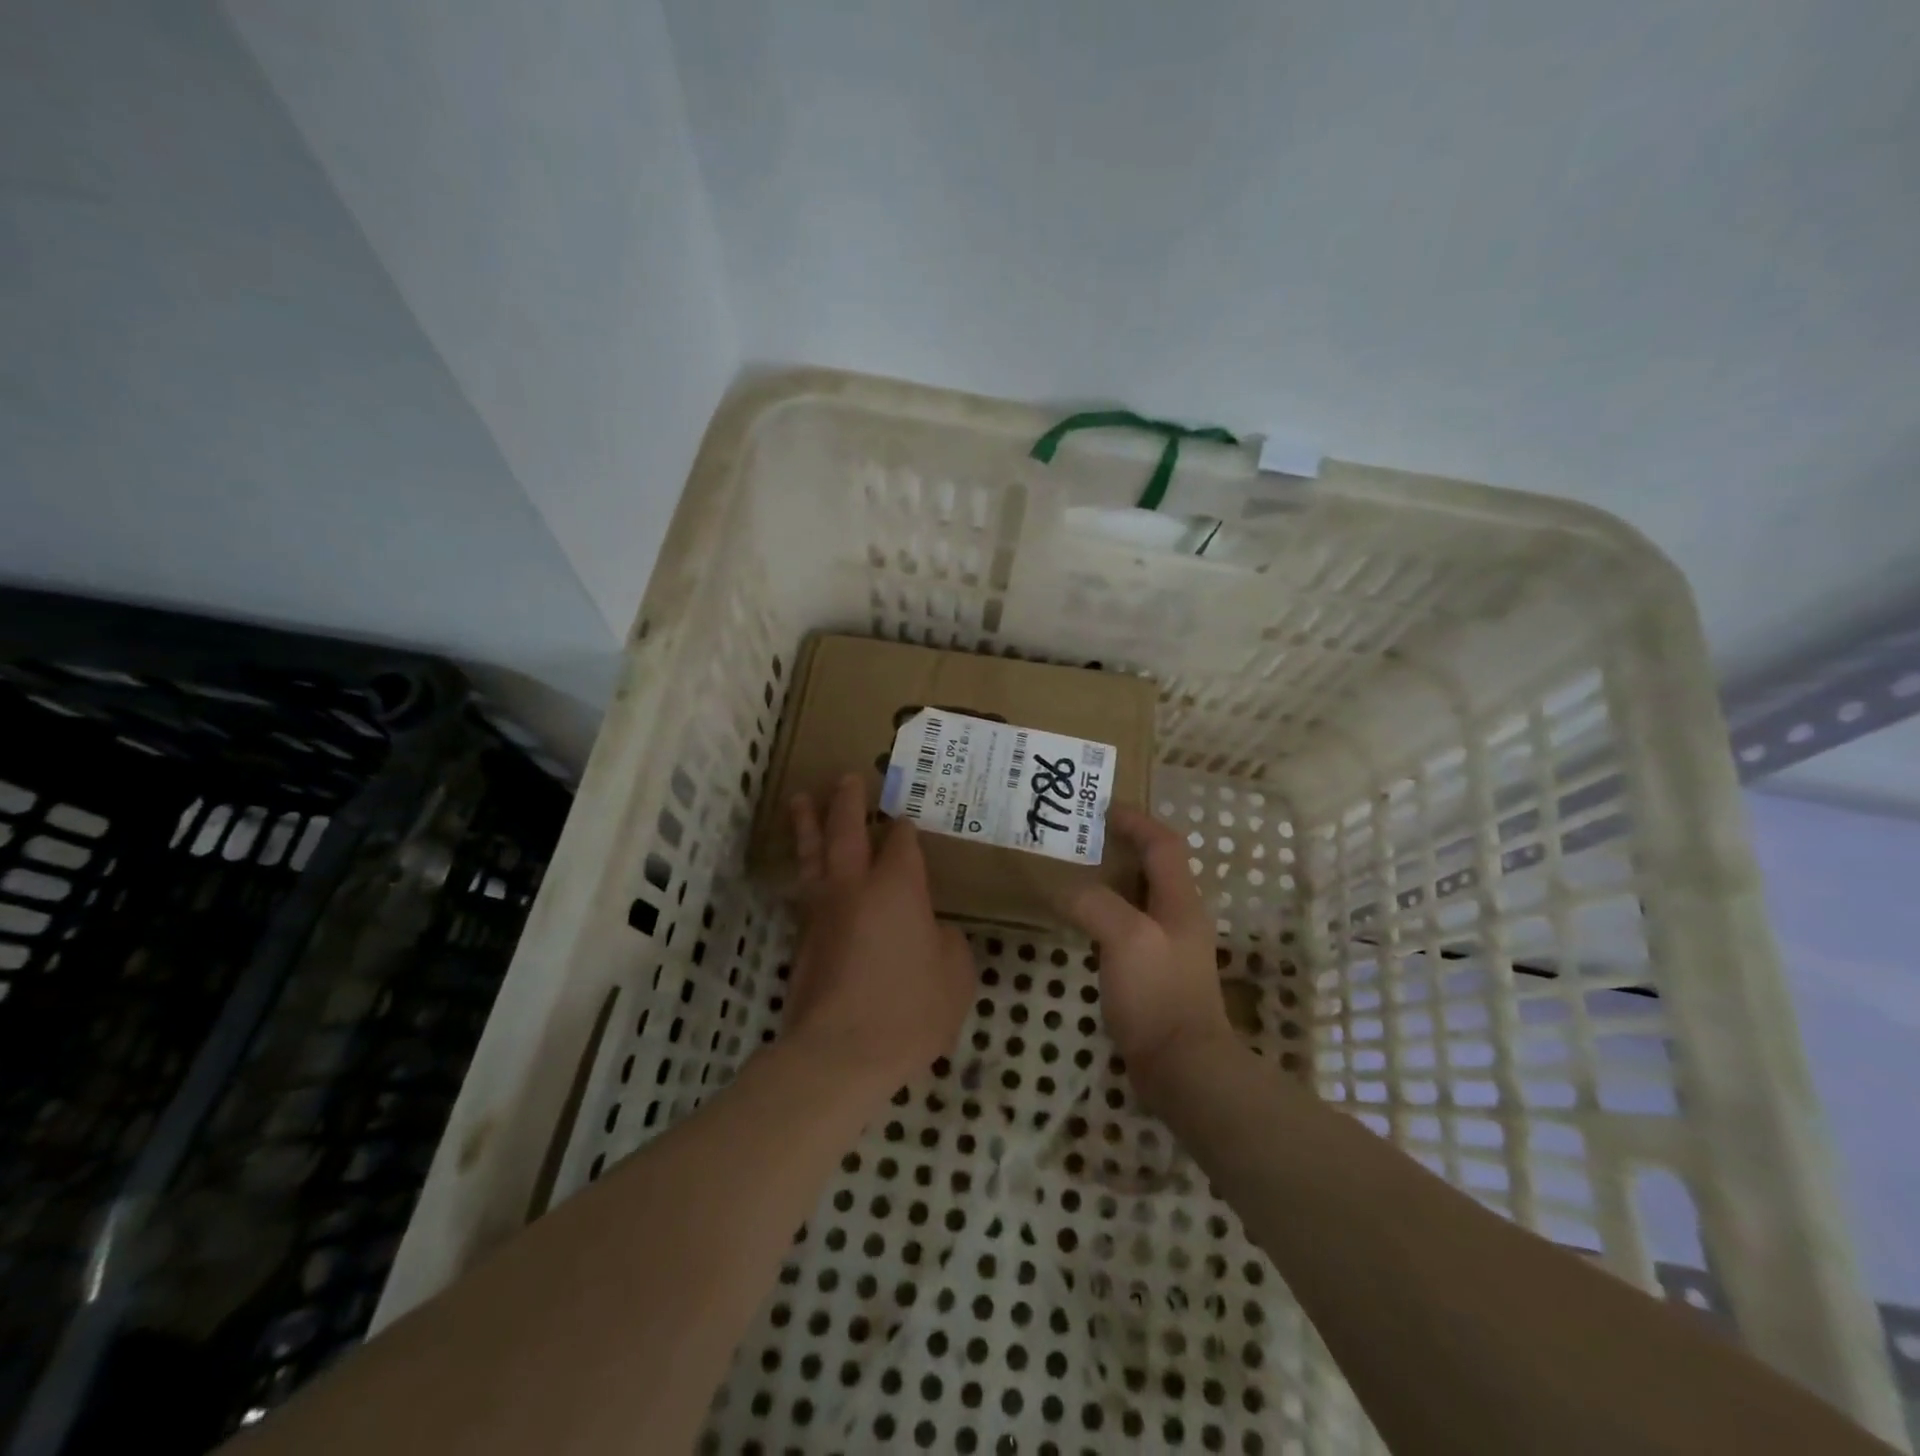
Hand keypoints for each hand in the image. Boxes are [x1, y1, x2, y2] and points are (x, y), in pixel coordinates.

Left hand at [785, 774, 976, 1093]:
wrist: (840, 1052)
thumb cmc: (909, 1009)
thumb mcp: (955, 974)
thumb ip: (949, 942)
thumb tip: (933, 931)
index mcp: (897, 886)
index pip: (901, 842)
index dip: (905, 827)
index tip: (907, 819)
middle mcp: (855, 886)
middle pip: (846, 830)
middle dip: (847, 801)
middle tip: (846, 777)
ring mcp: (823, 910)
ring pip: (812, 854)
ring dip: (808, 823)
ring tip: (800, 798)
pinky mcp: (803, 938)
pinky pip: (803, 888)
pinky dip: (804, 867)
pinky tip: (804, 867)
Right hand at [1066, 806, 1234, 1105]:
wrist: (1182, 1067)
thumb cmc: (1158, 995)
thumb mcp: (1125, 937)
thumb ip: (1094, 904)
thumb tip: (1063, 888)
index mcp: (1179, 901)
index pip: (1164, 844)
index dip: (1137, 821)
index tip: (1103, 808)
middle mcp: (1178, 917)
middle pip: (1154, 866)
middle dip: (1123, 845)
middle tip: (1082, 839)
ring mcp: (1167, 947)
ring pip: (1139, 897)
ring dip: (1113, 878)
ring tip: (1075, 873)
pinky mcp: (1153, 973)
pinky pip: (1128, 926)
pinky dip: (1106, 911)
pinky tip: (1081, 923)